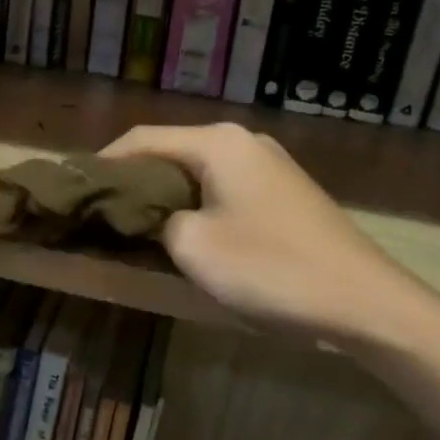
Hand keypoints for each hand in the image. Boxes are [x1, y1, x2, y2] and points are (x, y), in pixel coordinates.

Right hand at [101, 122, 439, 348]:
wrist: (365, 301)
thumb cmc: (271, 268)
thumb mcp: (193, 247)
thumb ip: (155, 220)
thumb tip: (147, 214)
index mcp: (217, 142)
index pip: (140, 139)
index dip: (102, 163)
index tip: (74, 189)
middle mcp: (242, 140)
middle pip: (168, 150)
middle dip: (132, 179)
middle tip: (99, 211)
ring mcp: (267, 164)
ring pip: (195, 170)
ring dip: (162, 193)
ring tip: (132, 222)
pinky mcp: (282, 191)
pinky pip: (221, 186)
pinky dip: (193, 202)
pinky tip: (182, 230)